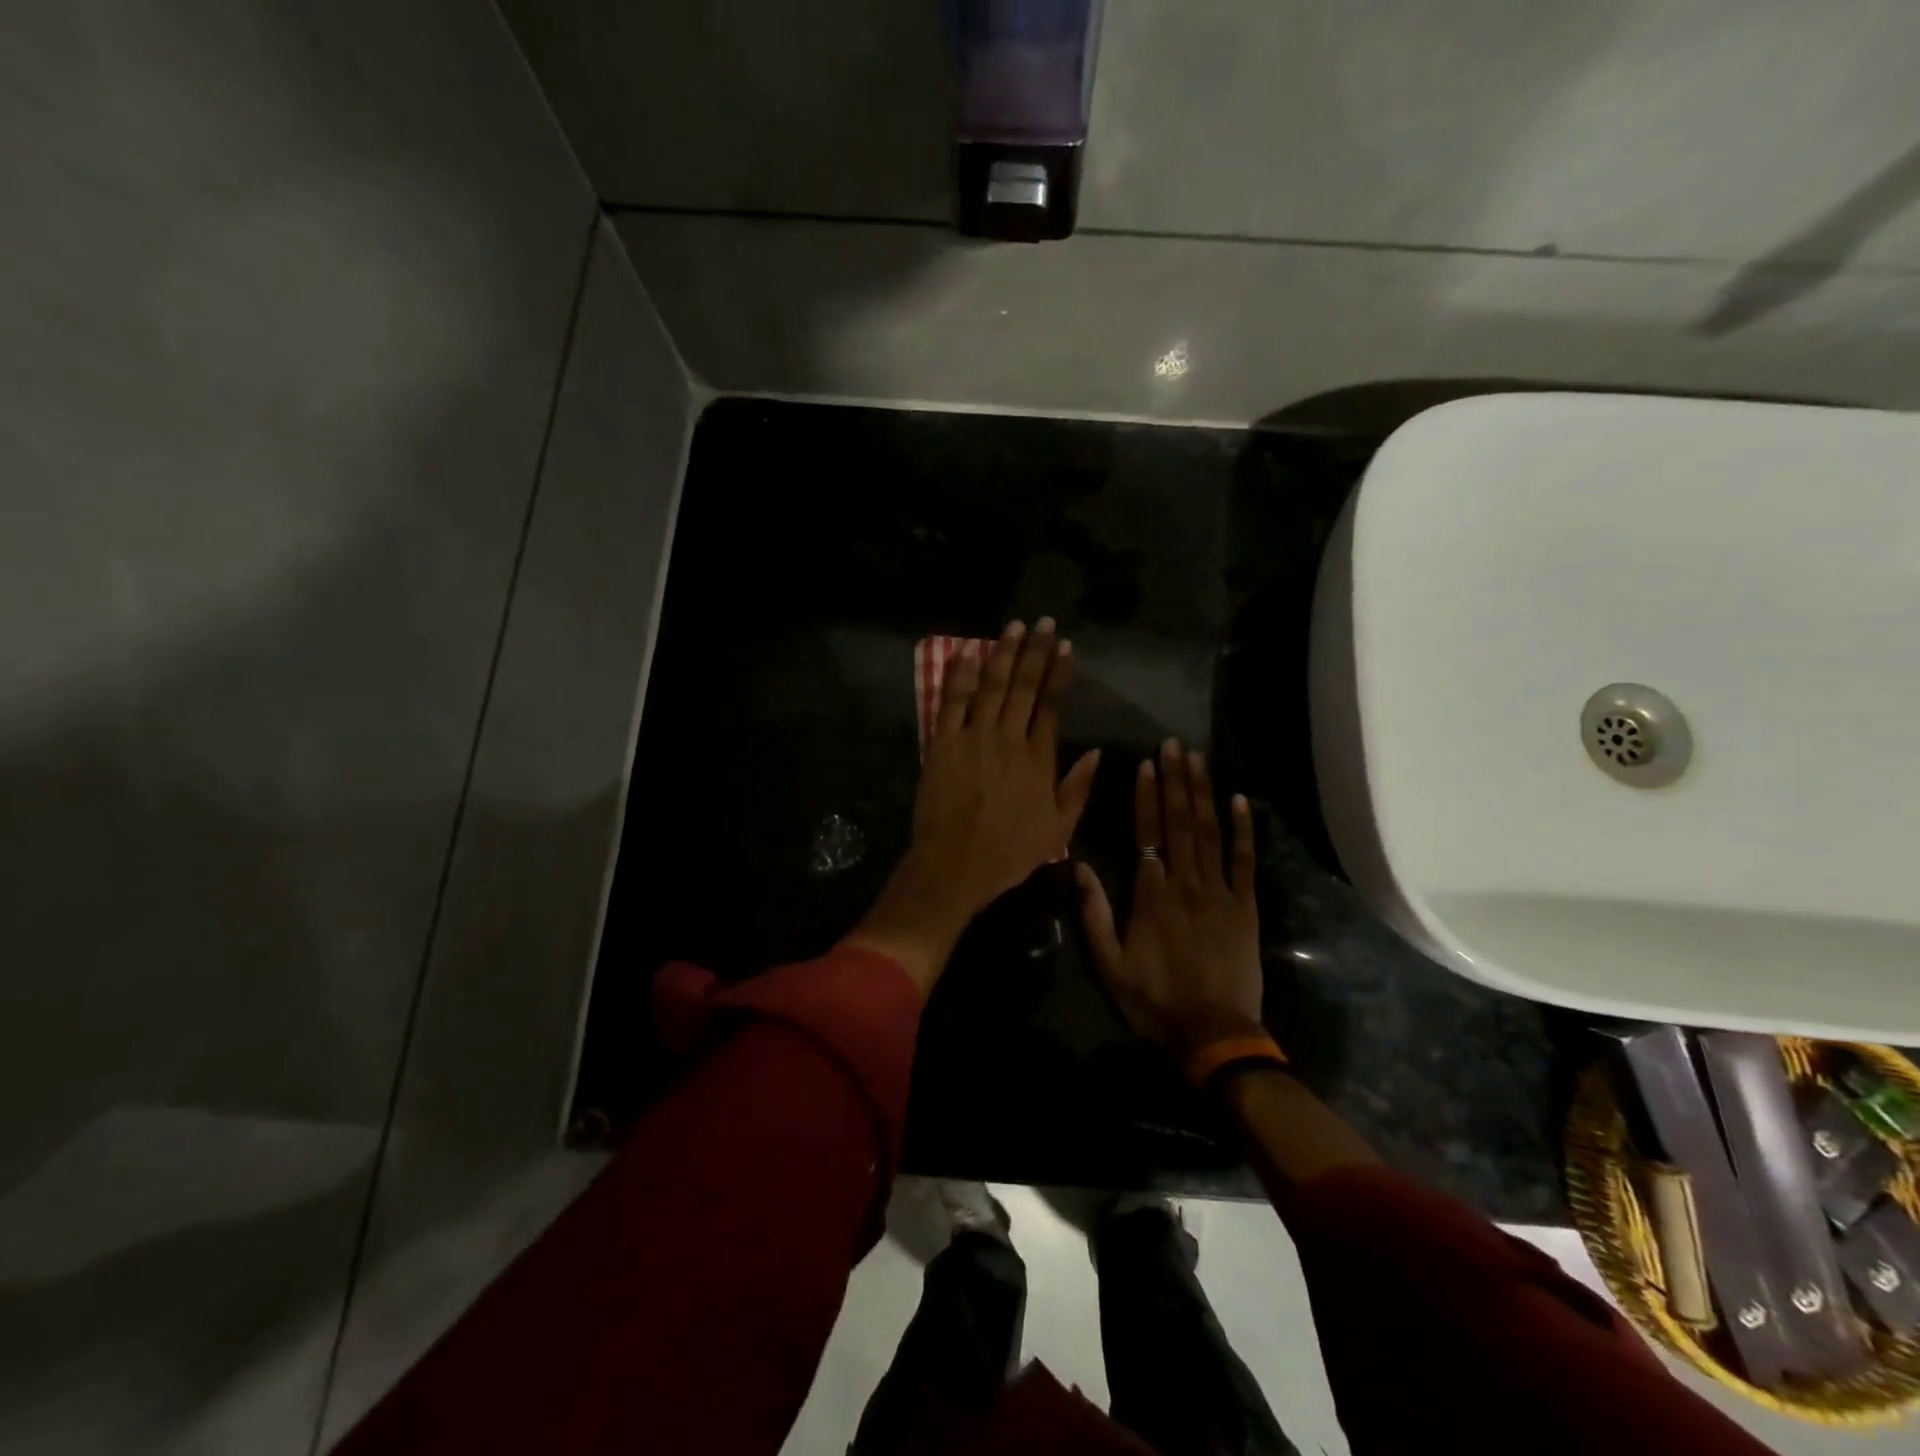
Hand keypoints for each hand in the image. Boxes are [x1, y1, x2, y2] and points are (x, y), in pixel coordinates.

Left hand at [845, 619, 1099, 993]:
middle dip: (1035, 651)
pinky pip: (951, 701)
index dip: (1059, 673)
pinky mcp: (942, 743)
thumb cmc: (1009, 853)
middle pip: (1024, 687)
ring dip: (1003, 653)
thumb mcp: (1058, 830)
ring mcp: (973, 737)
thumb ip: (1078, 788)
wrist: (956, 865)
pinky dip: (959, 675)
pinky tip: (967, 652)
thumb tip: (1097, 752)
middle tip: (1043, 623)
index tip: (1065, 647)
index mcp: (1038, 759)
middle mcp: (1008, 739)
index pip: (1051, 705)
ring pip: (991, 686)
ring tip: (1014, 627)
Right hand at [1075, 739, 1263, 1059]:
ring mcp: (1220, 893)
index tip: (1146, 764)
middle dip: (1176, 781)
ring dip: (1203, 793)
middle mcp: (1186, 883)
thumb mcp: (1109, 963)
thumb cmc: (1155, 1000)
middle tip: (1174, 744)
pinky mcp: (1246, 907)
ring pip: (1210, 833)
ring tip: (1198, 759)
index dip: (1147, 796)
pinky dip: (1243, 829)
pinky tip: (1240, 801)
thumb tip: (1080, 865)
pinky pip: (1244, 861)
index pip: (1147, 833)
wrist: (1214, 1034)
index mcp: (1151, 895)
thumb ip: (1094, 912)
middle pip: (1180, 823)